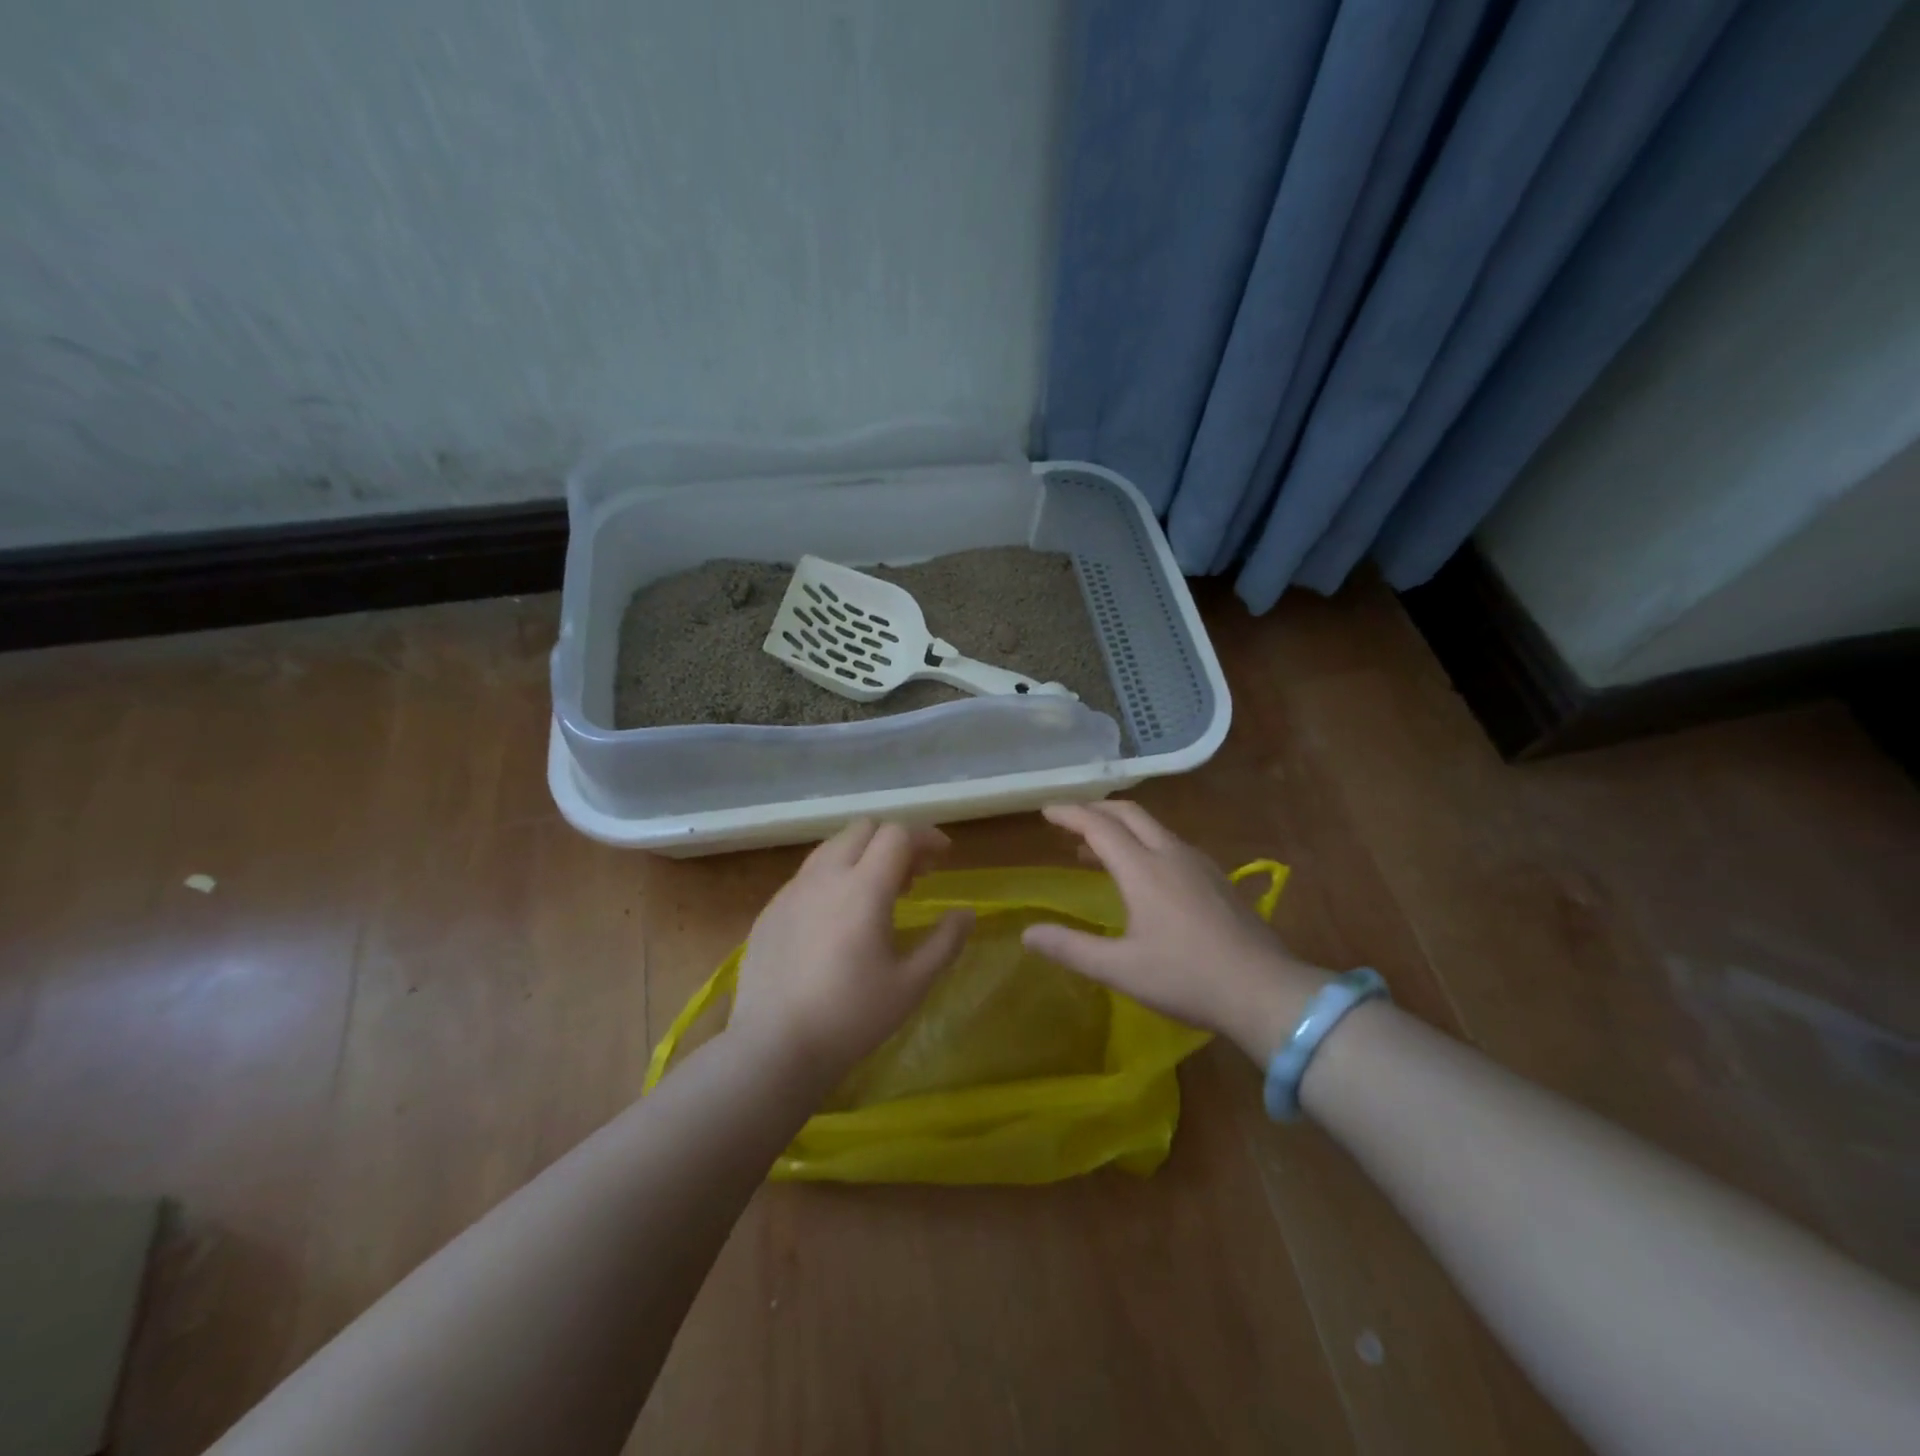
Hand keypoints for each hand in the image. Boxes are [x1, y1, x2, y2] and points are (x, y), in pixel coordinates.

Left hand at [728, 819, 973, 1091]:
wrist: (773, 1047)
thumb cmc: (851, 1017)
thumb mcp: (911, 984)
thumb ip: (945, 942)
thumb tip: (967, 914)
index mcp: (863, 887)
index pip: (897, 834)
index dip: (925, 837)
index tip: (943, 857)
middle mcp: (825, 876)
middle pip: (863, 829)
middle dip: (893, 840)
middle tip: (913, 876)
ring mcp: (792, 891)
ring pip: (832, 847)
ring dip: (861, 855)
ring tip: (876, 893)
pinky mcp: (770, 910)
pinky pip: (808, 875)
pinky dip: (833, 877)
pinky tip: (837, 919)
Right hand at [1021, 801, 1328, 1062]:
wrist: (1265, 991)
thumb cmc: (1187, 978)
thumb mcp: (1120, 969)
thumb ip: (1071, 948)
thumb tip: (1027, 933)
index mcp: (1144, 869)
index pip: (1099, 826)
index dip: (1070, 815)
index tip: (1046, 812)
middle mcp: (1171, 855)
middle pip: (1129, 813)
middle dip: (1096, 809)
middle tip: (1069, 820)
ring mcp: (1199, 864)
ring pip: (1154, 827)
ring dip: (1121, 827)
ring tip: (1097, 848)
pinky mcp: (1217, 879)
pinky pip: (1172, 844)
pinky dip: (1145, 842)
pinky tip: (1144, 872)